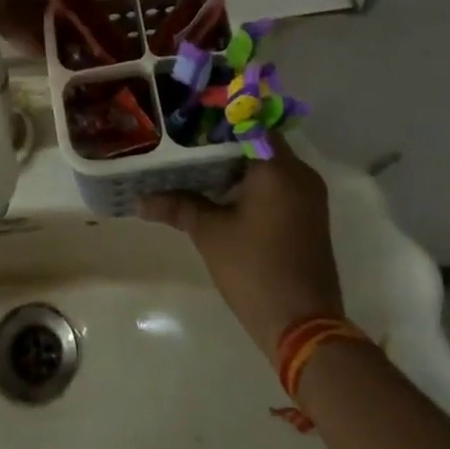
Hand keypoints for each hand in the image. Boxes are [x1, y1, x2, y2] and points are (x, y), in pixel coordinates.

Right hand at [138, 137, 345, 353]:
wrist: (303, 328)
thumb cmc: (255, 270)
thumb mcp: (210, 233)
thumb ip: (178, 206)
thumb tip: (140, 199)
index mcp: (279, 168)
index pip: (248, 123)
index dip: (218, 120)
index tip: (190, 120)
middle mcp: (300, 174)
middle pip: (258, 142)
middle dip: (223, 142)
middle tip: (187, 141)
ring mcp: (309, 196)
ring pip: (269, 164)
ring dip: (238, 164)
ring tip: (197, 164)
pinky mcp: (309, 216)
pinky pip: (279, 184)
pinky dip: (253, 182)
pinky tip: (223, 191)